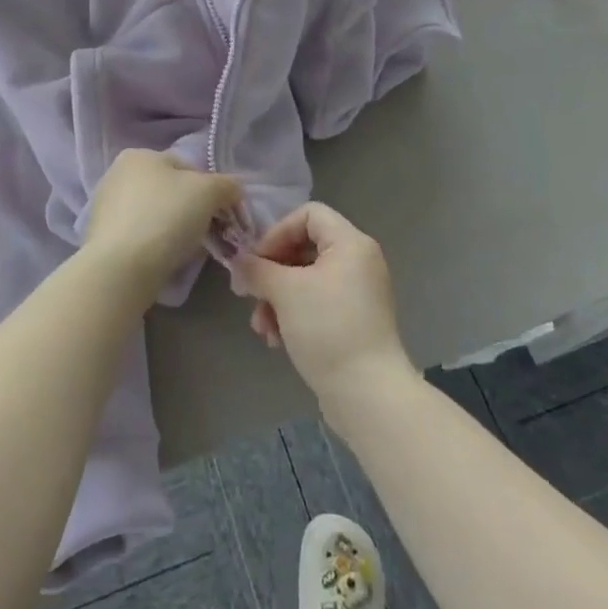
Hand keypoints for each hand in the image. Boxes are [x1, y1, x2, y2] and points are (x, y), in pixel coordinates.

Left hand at [82, 150, 240, 301]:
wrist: (120, 270)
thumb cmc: (166, 218)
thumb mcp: (209, 192)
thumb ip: (228, 185)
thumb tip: (233, 191)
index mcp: (139, 155)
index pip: (188, 168)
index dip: (210, 191)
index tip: (220, 216)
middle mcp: (117, 174)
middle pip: (170, 192)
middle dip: (191, 211)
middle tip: (206, 235)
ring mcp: (105, 207)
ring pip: (156, 215)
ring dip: (174, 230)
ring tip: (184, 252)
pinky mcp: (101, 238)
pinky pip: (140, 237)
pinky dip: (154, 245)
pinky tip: (161, 260)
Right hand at [234, 203, 411, 408]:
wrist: (368, 394)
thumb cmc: (327, 329)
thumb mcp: (285, 292)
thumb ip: (257, 269)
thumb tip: (239, 262)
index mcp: (350, 243)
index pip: (308, 214)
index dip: (277, 231)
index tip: (257, 260)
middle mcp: (359, 261)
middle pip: (304, 248)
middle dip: (272, 273)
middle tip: (249, 294)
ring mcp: (358, 293)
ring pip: (306, 280)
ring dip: (277, 299)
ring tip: (261, 327)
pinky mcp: (354, 321)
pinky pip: (317, 304)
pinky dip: (294, 315)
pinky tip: (277, 341)